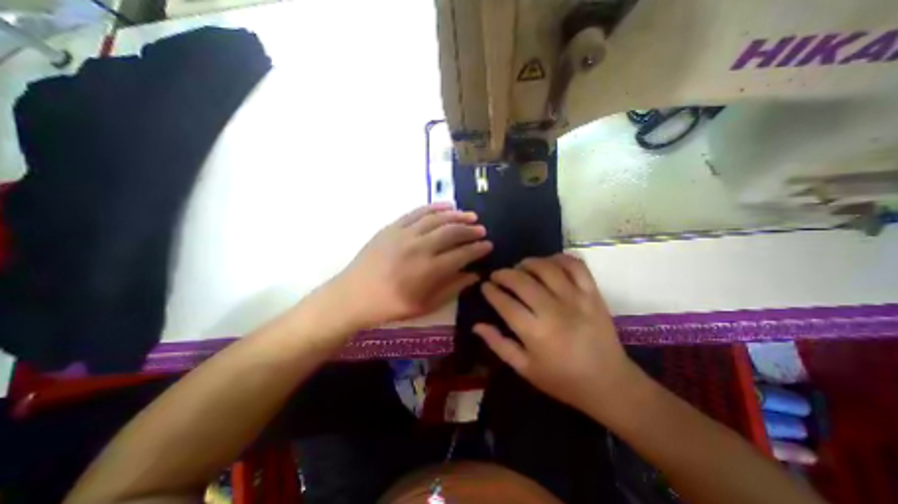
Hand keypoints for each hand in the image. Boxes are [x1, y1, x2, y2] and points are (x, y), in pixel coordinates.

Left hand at [335, 202, 489, 327]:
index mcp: (428, 270)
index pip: (462, 254)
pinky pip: (417, 212)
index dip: (478, 249)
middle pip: (452, 232)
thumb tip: (474, 275)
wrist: (353, 296)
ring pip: (437, 218)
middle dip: (471, 230)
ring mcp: (404, 234)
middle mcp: (419, 247)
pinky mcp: (392, 227)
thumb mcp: (425, 306)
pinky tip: (447, 206)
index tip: (488, 246)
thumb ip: (452, 289)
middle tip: (482, 230)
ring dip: (457, 215)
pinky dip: (434, 207)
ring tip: (470, 216)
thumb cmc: (391, 306)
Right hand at [477, 253, 637, 415]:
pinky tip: (549, 263)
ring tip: (520, 267)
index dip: (491, 291)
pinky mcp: (593, 294)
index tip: (485, 286)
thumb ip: (499, 345)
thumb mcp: (524, 369)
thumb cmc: (562, 380)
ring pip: (546, 268)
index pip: (505, 303)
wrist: (609, 383)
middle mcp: (553, 310)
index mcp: (535, 332)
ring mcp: (576, 298)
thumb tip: (477, 325)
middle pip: (522, 281)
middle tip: (497, 275)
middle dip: (504, 274)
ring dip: (528, 263)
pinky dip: (559, 258)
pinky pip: (575, 266)